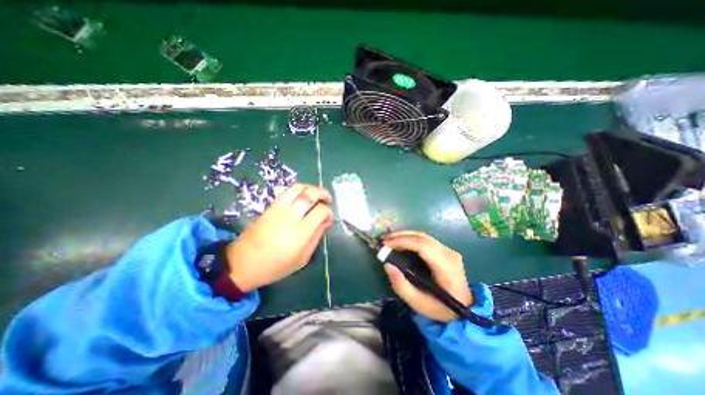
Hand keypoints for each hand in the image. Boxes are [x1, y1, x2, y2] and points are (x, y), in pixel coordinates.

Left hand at [227, 183, 332, 290]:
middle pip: (311, 194)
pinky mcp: (270, 206)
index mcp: (301, 232)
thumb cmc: (275, 266)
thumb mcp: (302, 258)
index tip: (329, 218)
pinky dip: (299, 190)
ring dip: (311, 187)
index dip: (329, 212)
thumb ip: (316, 237)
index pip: (321, 211)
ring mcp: (279, 209)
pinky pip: (287, 191)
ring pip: (298, 187)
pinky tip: (303, 197)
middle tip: (328, 199)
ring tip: (316, 194)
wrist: (243, 263)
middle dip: (323, 193)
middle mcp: (291, 216)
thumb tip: (327, 221)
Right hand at [384, 230, 470, 322]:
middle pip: (422, 237)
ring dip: (405, 235)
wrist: (466, 309)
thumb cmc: (441, 309)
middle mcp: (449, 253)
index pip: (422, 246)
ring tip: (389, 239)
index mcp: (445, 266)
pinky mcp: (446, 251)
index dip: (402, 241)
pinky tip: (401, 241)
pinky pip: (426, 240)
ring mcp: (449, 250)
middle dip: (401, 235)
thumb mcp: (418, 303)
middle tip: (384, 239)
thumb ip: (401, 285)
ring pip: (424, 236)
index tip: (386, 244)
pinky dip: (411, 238)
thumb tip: (388, 265)